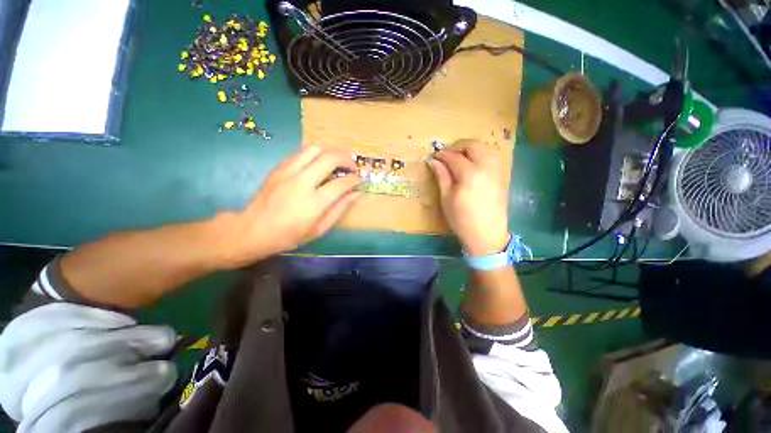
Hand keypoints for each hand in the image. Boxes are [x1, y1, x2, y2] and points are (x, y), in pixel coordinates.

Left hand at [224, 147, 360, 265]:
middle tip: (352, 167)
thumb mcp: (319, 229)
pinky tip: (320, 161)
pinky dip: (316, 153)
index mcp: (313, 203)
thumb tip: (355, 194)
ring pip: (315, 149)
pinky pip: (301, 152)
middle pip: (329, 158)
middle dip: (346, 159)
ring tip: (339, 160)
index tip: (360, 180)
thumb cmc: (289, 235)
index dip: (354, 180)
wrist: (252, 230)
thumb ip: (339, 209)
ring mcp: (288, 172)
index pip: (340, 184)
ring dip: (332, 151)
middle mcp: (302, 182)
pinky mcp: (279, 168)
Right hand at [428, 140, 508, 255]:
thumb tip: (433, 161)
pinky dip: (482, 153)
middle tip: (448, 155)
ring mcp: (497, 170)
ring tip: (460, 158)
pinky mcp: (502, 175)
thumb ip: (442, 176)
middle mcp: (486, 168)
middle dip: (458, 146)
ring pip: (486, 147)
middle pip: (473, 145)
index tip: (435, 157)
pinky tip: (473, 164)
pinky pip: (493, 156)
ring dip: (471, 148)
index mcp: (469, 175)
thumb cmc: (461, 219)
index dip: (443, 155)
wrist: (486, 234)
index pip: (454, 157)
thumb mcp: (446, 199)